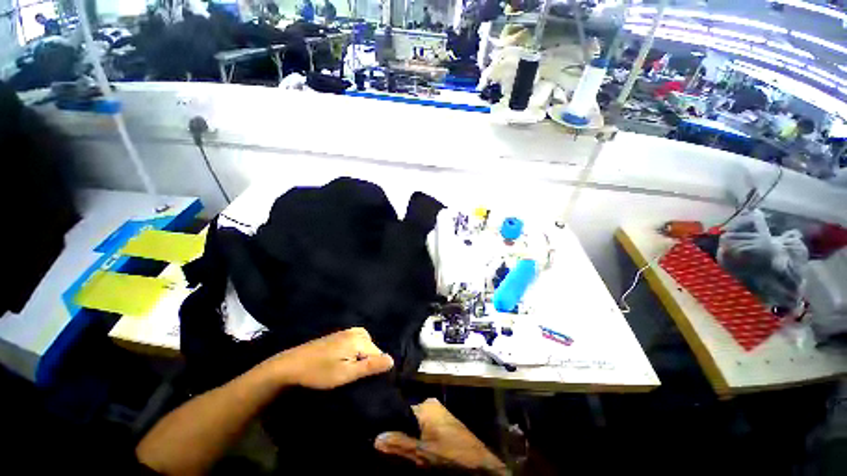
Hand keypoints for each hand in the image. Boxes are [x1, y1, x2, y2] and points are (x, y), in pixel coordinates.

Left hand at [263, 327, 393, 389]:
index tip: (362, 379)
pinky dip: (356, 349)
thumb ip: (370, 366)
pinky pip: (356, 340)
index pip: (378, 353)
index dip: (374, 368)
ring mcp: (346, 331)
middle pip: (372, 347)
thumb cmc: (319, 372)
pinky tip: (345, 359)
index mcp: (358, 339)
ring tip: (350, 369)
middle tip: (353, 375)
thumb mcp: (346, 374)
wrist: (291, 365)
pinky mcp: (338, 335)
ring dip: (362, 356)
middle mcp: (355, 331)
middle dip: (368, 361)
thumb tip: (392, 360)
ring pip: (364, 344)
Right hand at [374, 398, 505, 473]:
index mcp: (426, 405)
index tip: (383, 441)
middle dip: (401, 435)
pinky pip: (427, 430)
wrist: (481, 465)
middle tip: (394, 452)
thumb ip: (399, 444)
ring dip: (411, 440)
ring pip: (417, 427)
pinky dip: (421, 441)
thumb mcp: (422, 453)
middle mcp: (432, 405)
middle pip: (408, 420)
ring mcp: (440, 415)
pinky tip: (419, 453)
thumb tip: (376, 436)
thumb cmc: (450, 455)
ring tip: (406, 454)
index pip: (400, 412)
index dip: (391, 428)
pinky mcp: (445, 425)